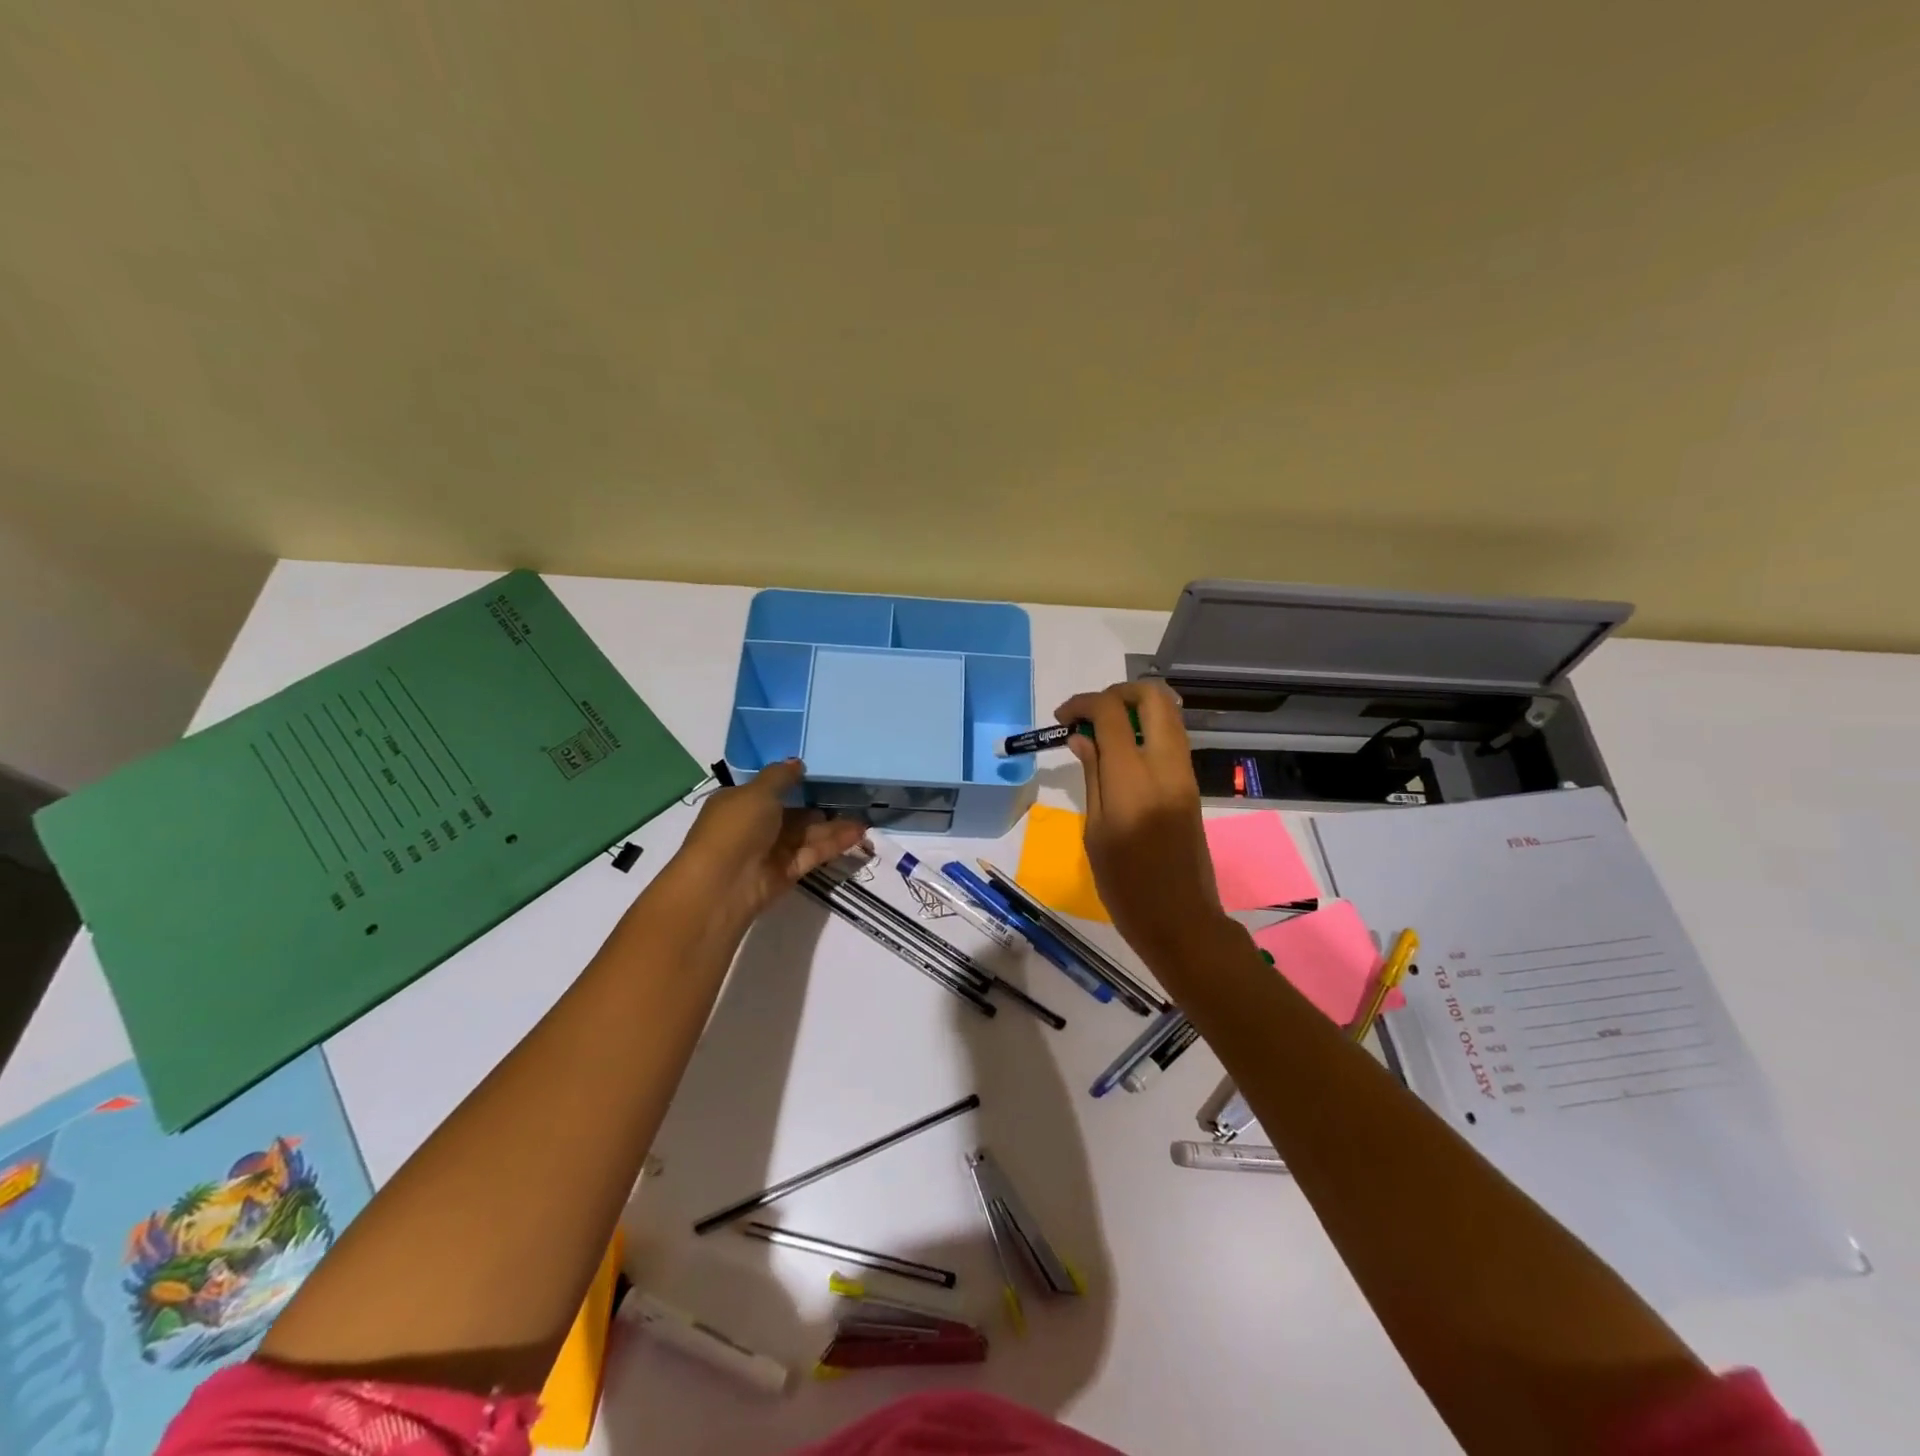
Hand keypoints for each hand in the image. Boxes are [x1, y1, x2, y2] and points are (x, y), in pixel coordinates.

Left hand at [660, 760, 867, 941]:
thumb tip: (797, 762)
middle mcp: (754, 826)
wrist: (724, 883)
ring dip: (833, 827)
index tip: (819, 776)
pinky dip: (833, 844)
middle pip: (792, 815)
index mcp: (739, 803)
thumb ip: (780, 777)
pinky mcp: (786, 873)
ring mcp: (770, 851)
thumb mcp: (757, 792)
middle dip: (817, 808)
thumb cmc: (736, 827)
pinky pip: (812, 853)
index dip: (791, 783)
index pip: (768, 791)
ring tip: (863, 820)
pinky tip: (857, 834)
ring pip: (806, 835)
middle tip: (849, 798)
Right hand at [1055, 682, 1225, 969]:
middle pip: (1153, 696)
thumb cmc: (1125, 884)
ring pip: (1168, 713)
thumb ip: (1092, 775)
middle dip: (1118, 692)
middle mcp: (1165, 764)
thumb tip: (1082, 737)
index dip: (1083, 704)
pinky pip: (1172, 738)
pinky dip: (1146, 729)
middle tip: (1090, 715)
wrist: (1180, 919)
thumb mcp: (1096, 830)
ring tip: (1102, 734)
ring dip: (1134, 709)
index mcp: (1133, 778)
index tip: (1062, 719)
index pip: (1111, 712)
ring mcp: (1184, 773)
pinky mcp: (1191, 785)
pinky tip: (1121, 753)